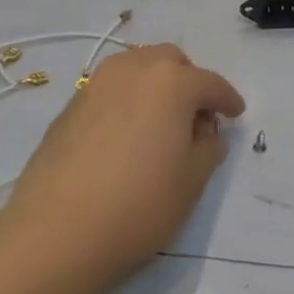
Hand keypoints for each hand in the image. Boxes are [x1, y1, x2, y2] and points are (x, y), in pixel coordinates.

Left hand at [0, 44, 244, 293]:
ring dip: (155, 87)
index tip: (236, 114)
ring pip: (135, 70)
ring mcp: (94, 85)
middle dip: (189, 82)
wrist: (57, 232)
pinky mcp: (69, 107)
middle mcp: (132, 70)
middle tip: (196, 118)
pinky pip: (110, 91)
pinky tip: (127, 137)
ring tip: (161, 124)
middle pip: (169, 62)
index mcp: (171, 81)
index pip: (210, 83)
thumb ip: (207, 150)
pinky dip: (127, 102)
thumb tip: (206, 135)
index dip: (227, 100)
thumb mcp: (191, 181)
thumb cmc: (139, 205)